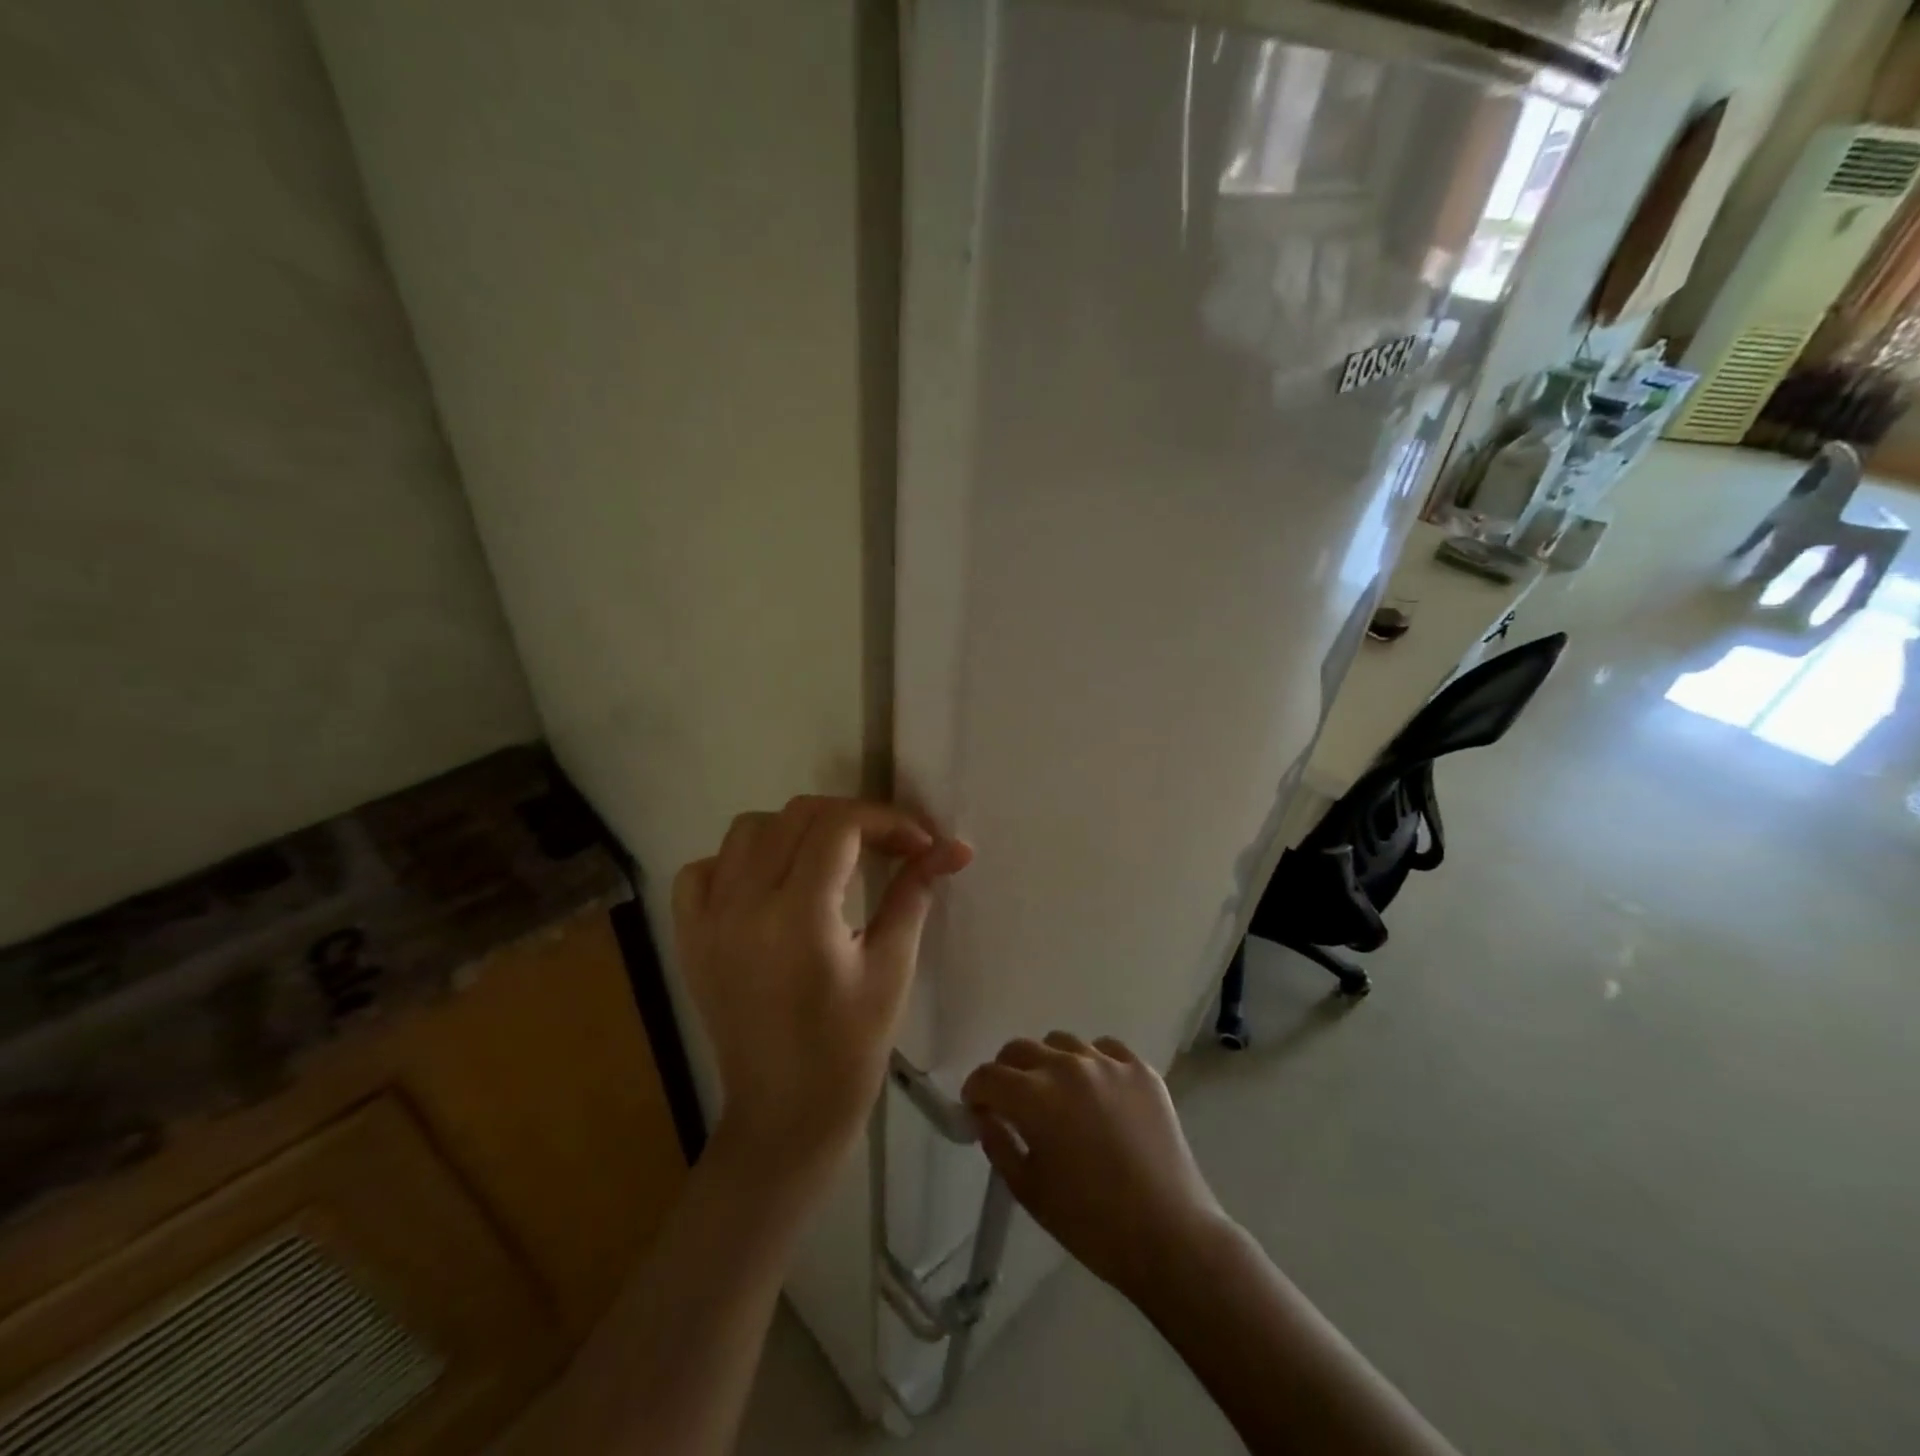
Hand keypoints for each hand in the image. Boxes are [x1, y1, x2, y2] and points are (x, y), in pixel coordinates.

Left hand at [673, 797, 970, 1186]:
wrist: (785, 1115)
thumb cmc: (850, 1051)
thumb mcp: (892, 969)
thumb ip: (914, 894)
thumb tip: (953, 848)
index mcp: (799, 917)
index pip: (839, 826)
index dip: (887, 820)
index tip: (920, 843)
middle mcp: (744, 906)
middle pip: (796, 816)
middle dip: (851, 818)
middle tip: (886, 846)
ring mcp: (708, 920)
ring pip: (748, 831)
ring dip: (795, 830)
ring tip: (829, 859)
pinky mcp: (690, 937)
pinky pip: (704, 871)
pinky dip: (737, 861)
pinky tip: (768, 884)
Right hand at [962, 1034, 1227, 1296]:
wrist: (1170, 1235)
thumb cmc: (1092, 1224)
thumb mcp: (1030, 1191)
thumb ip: (999, 1145)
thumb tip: (985, 1117)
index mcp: (1035, 1097)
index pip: (988, 1077)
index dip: (975, 1092)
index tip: (976, 1109)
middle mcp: (1068, 1067)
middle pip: (1021, 1049)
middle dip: (1006, 1072)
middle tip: (1010, 1102)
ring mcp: (1108, 1064)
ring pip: (1062, 1043)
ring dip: (1048, 1063)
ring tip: (1057, 1095)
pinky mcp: (1141, 1070)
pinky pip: (1105, 1050)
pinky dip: (1092, 1063)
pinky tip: (1097, 1092)